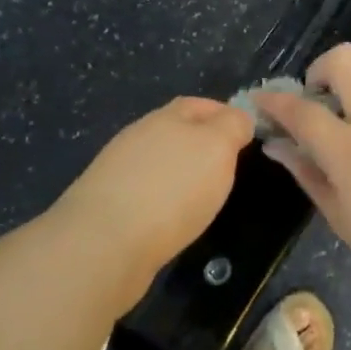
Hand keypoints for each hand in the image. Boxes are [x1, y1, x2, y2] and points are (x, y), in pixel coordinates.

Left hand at [51, 98, 255, 296]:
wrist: (105, 244)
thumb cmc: (171, 189)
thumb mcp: (217, 148)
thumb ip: (231, 126)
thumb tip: (238, 118)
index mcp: (165, 117)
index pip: (198, 105)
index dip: (223, 114)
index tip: (245, 134)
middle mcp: (138, 137)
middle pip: (175, 132)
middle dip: (201, 144)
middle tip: (227, 166)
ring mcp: (119, 172)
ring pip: (159, 163)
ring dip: (180, 173)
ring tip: (203, 195)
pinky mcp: (108, 207)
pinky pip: (144, 193)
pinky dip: (162, 200)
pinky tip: (173, 219)